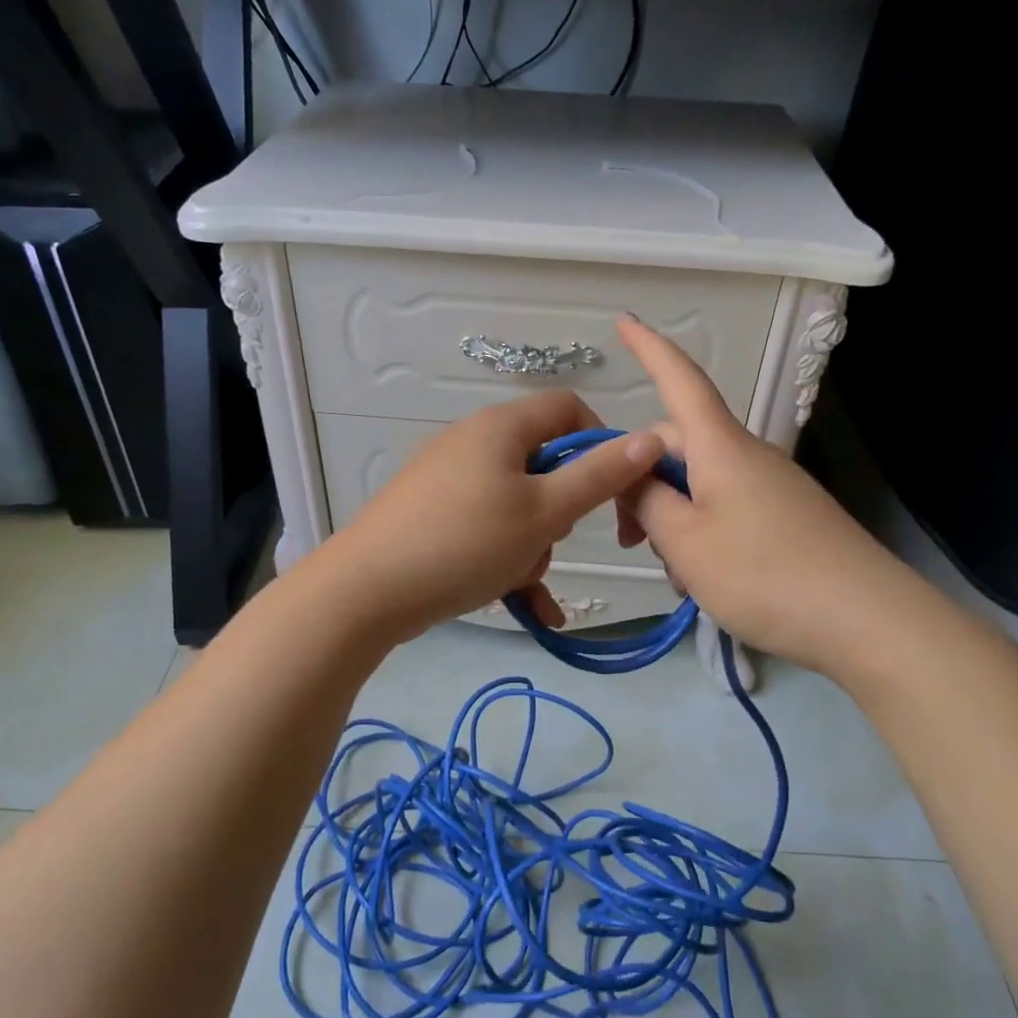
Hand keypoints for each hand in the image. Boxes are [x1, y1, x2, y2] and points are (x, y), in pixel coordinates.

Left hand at [320, 390, 665, 641]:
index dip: (601, 443)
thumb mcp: (544, 512)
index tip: (615, 489)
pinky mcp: (435, 515)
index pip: (569, 409)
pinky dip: (509, 561)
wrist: (366, 592)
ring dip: (533, 545)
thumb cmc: (465, 542)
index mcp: (501, 427)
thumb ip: (600, 475)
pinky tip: (530, 609)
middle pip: (544, 463)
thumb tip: (651, 438)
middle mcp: (474, 442)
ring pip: (519, 505)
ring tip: (517, 579)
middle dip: (560, 511)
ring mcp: (450, 480)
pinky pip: (489, 530)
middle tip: (552, 541)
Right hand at [615, 316, 894, 673]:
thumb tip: (633, 475)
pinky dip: (701, 531)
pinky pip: (726, 506)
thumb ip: (647, 502)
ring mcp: (771, 485)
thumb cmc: (765, 574)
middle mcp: (746, 455)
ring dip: (671, 515)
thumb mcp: (685, 543)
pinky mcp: (786, 516)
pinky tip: (703, 577)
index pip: (680, 380)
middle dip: (642, 479)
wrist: (868, 621)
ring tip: (673, 570)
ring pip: (700, 482)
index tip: (624, 321)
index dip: (649, 349)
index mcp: (720, 447)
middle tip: (626, 538)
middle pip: (680, 443)